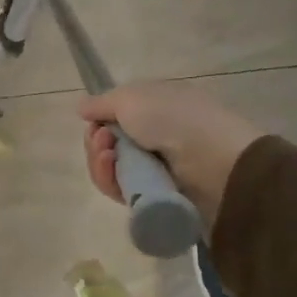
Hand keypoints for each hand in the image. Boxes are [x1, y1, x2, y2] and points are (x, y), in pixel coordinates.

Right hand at [77, 84, 264, 223]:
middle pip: (108, 144)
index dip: (99, 121)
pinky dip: (110, 180)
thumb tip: (81, 108)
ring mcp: (155, 168)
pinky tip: (112, 170)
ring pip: (111, 169)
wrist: (215, 163)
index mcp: (155, 108)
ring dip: (100, 162)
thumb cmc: (174, 119)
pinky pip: (120, 190)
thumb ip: (102, 103)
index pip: (115, 117)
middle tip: (103, 142)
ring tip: (109, 156)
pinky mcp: (154, 197)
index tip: (95, 123)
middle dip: (96, 143)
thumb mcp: (132, 98)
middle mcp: (154, 137)